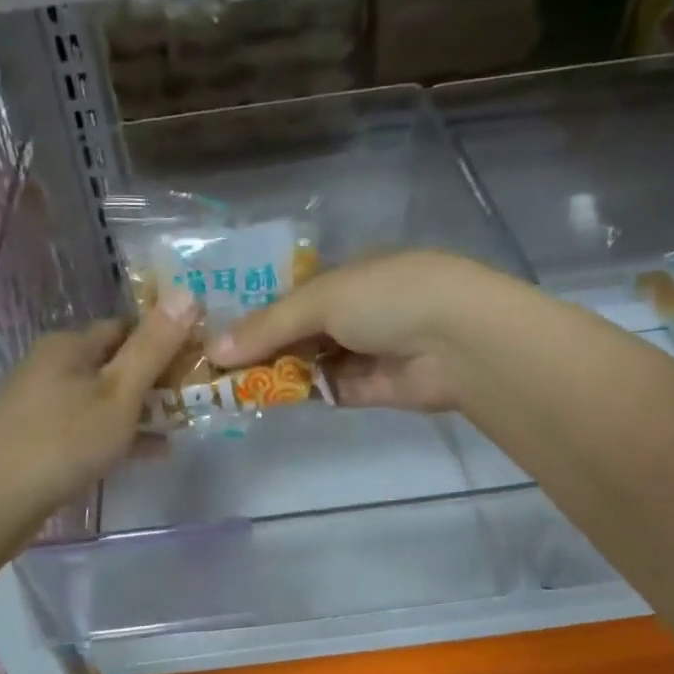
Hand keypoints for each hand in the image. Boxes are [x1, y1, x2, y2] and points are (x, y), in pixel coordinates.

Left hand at [0, 291, 199, 521]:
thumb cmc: (65, 439)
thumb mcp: (120, 391)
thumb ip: (154, 346)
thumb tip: (187, 291)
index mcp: (70, 344)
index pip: (127, 327)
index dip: (165, 340)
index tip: (198, 361)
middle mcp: (52, 365)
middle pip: (115, 363)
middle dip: (156, 379)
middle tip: (194, 398)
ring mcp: (42, 402)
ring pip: (104, 397)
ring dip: (142, 409)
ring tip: (181, 426)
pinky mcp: (40, 436)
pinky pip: (89, 426)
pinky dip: (120, 434)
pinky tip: (150, 452)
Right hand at [206, 251, 507, 411]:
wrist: (459, 341)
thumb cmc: (389, 298)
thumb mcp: (322, 299)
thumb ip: (269, 326)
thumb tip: (215, 350)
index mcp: (351, 274)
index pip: (295, 295)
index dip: (259, 313)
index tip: (220, 333)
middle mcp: (359, 310)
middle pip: (301, 331)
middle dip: (263, 347)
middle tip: (217, 367)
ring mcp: (368, 351)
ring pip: (312, 362)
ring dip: (278, 373)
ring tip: (231, 386)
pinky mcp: (374, 388)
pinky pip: (330, 389)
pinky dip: (302, 392)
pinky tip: (267, 399)